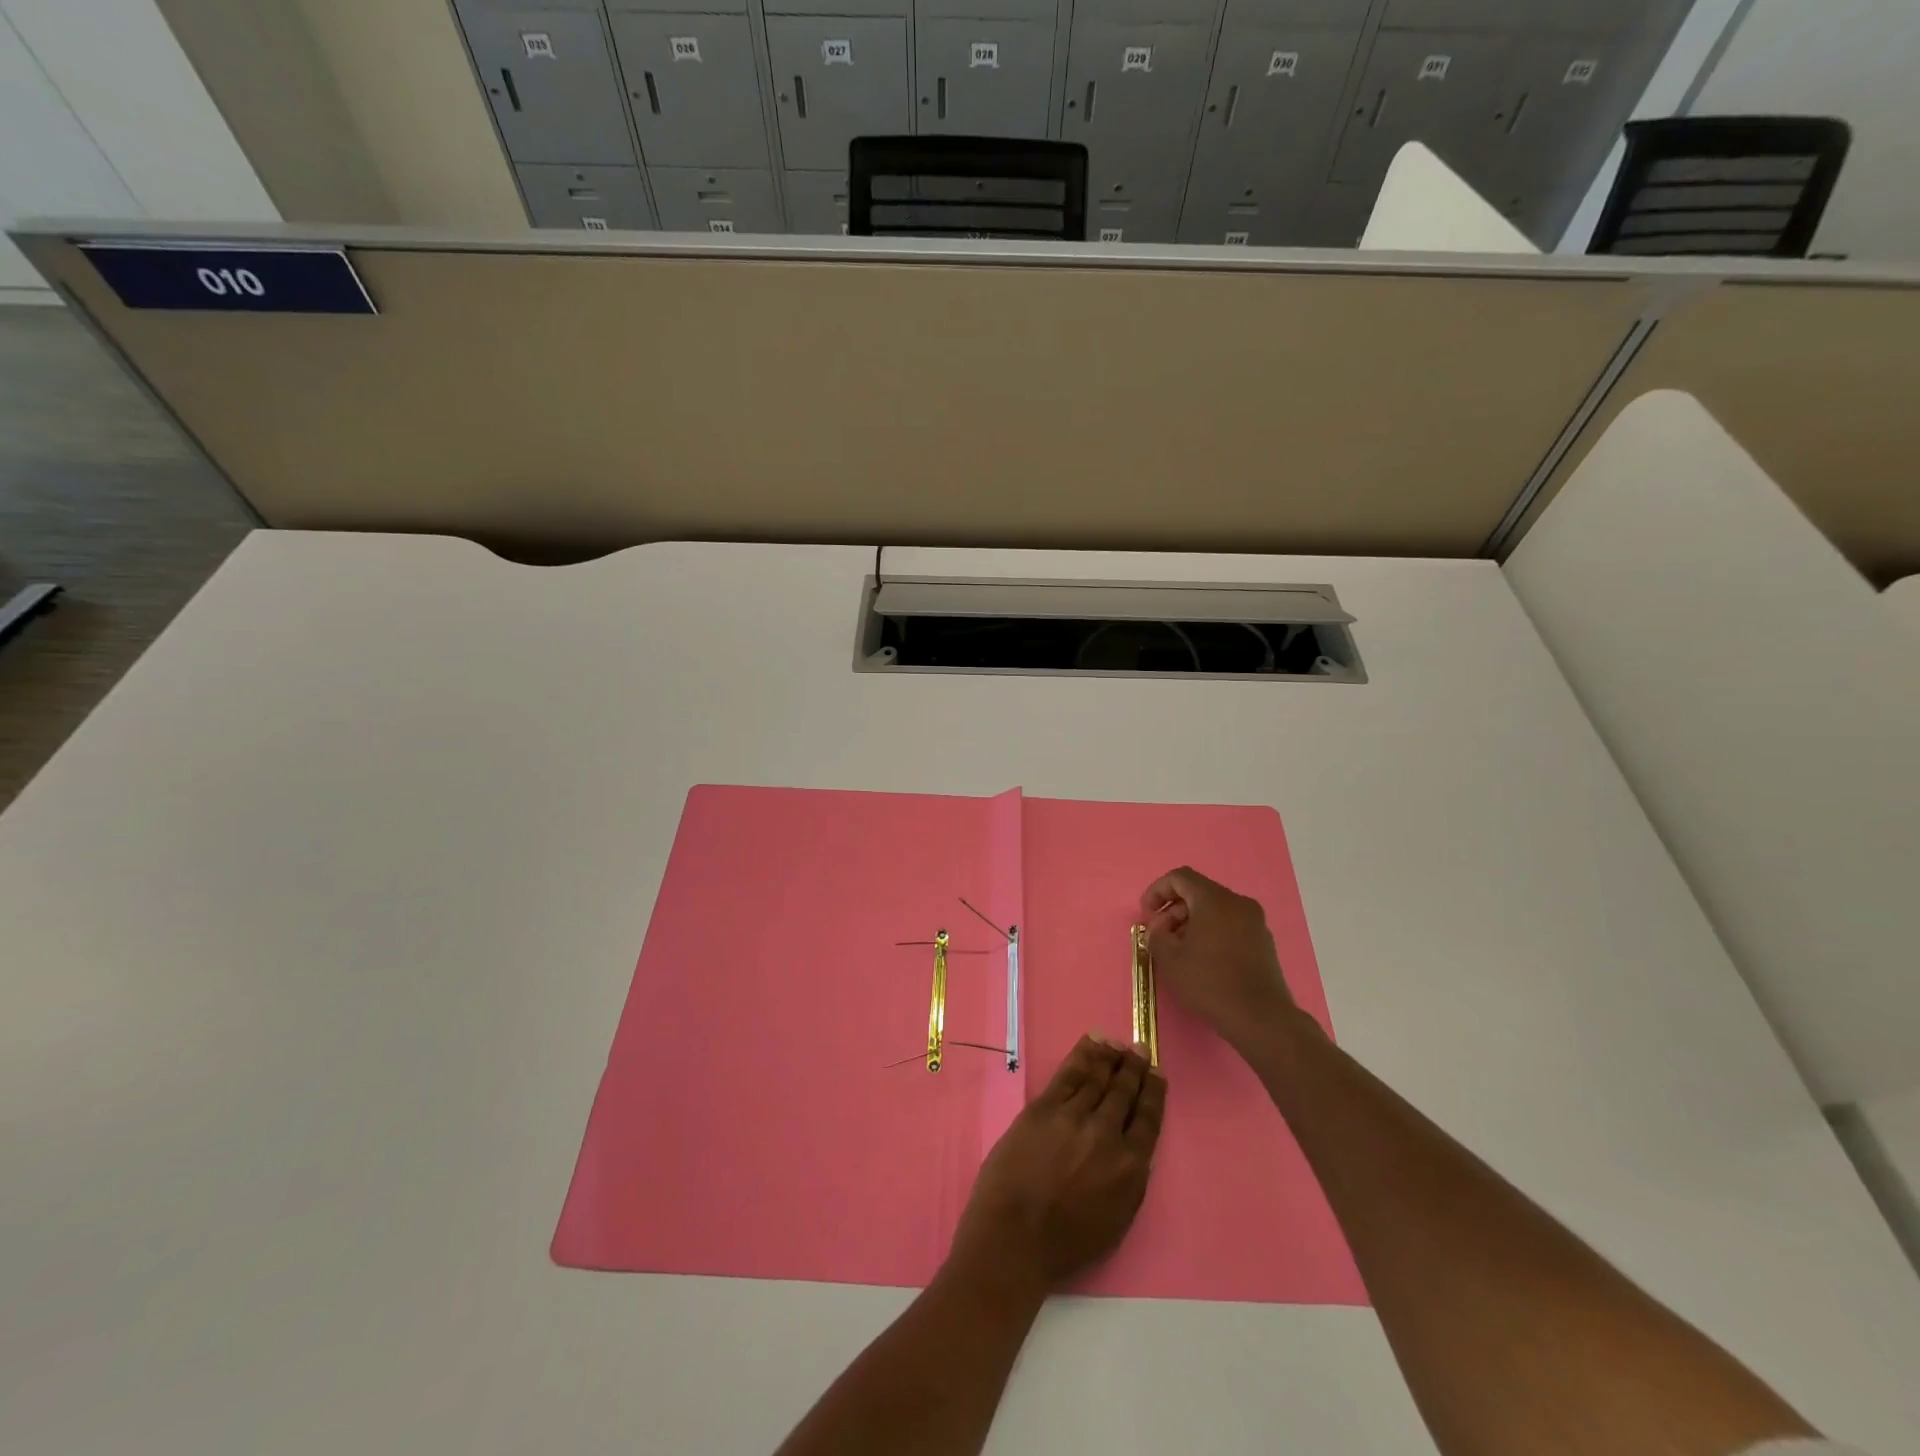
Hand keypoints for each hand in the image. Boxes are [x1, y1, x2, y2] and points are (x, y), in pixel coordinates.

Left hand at [948, 1036, 1165, 1294]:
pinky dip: (1084, 1055)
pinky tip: (1092, 1042)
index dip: (1154, 1094)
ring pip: (1098, 1078)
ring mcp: (1075, 1116)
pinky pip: (1070, 1073)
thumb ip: (1129, 1182)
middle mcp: (1107, 1134)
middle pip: (1124, 1093)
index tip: (1158, 1074)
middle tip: (1141, 1049)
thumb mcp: (1116, 1222)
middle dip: (1134, 1069)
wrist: (1015, 1236)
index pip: (1148, 1120)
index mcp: (1130, 1168)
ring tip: (1119, 1044)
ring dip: (1111, 1058)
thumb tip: (1134, 1151)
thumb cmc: (1065, 1244)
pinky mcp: (1046, 1107)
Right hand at [1141, 866, 1299, 1052]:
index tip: (1146, 915)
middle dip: (1173, 910)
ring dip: (1191, 922)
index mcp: (1214, 899)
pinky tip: (1202, 959)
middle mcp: (1238, 903)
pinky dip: (1211, 932)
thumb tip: (1157, 929)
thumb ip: (1156, 935)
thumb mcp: (1170, 959)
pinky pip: (1230, 924)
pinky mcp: (1263, 942)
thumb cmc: (1210, 983)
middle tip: (1160, 935)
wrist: (1260, 1018)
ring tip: (1179, 950)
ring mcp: (1255, 922)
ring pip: (1215, 910)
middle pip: (1198, 893)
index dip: (1157, 891)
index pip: (1180, 877)